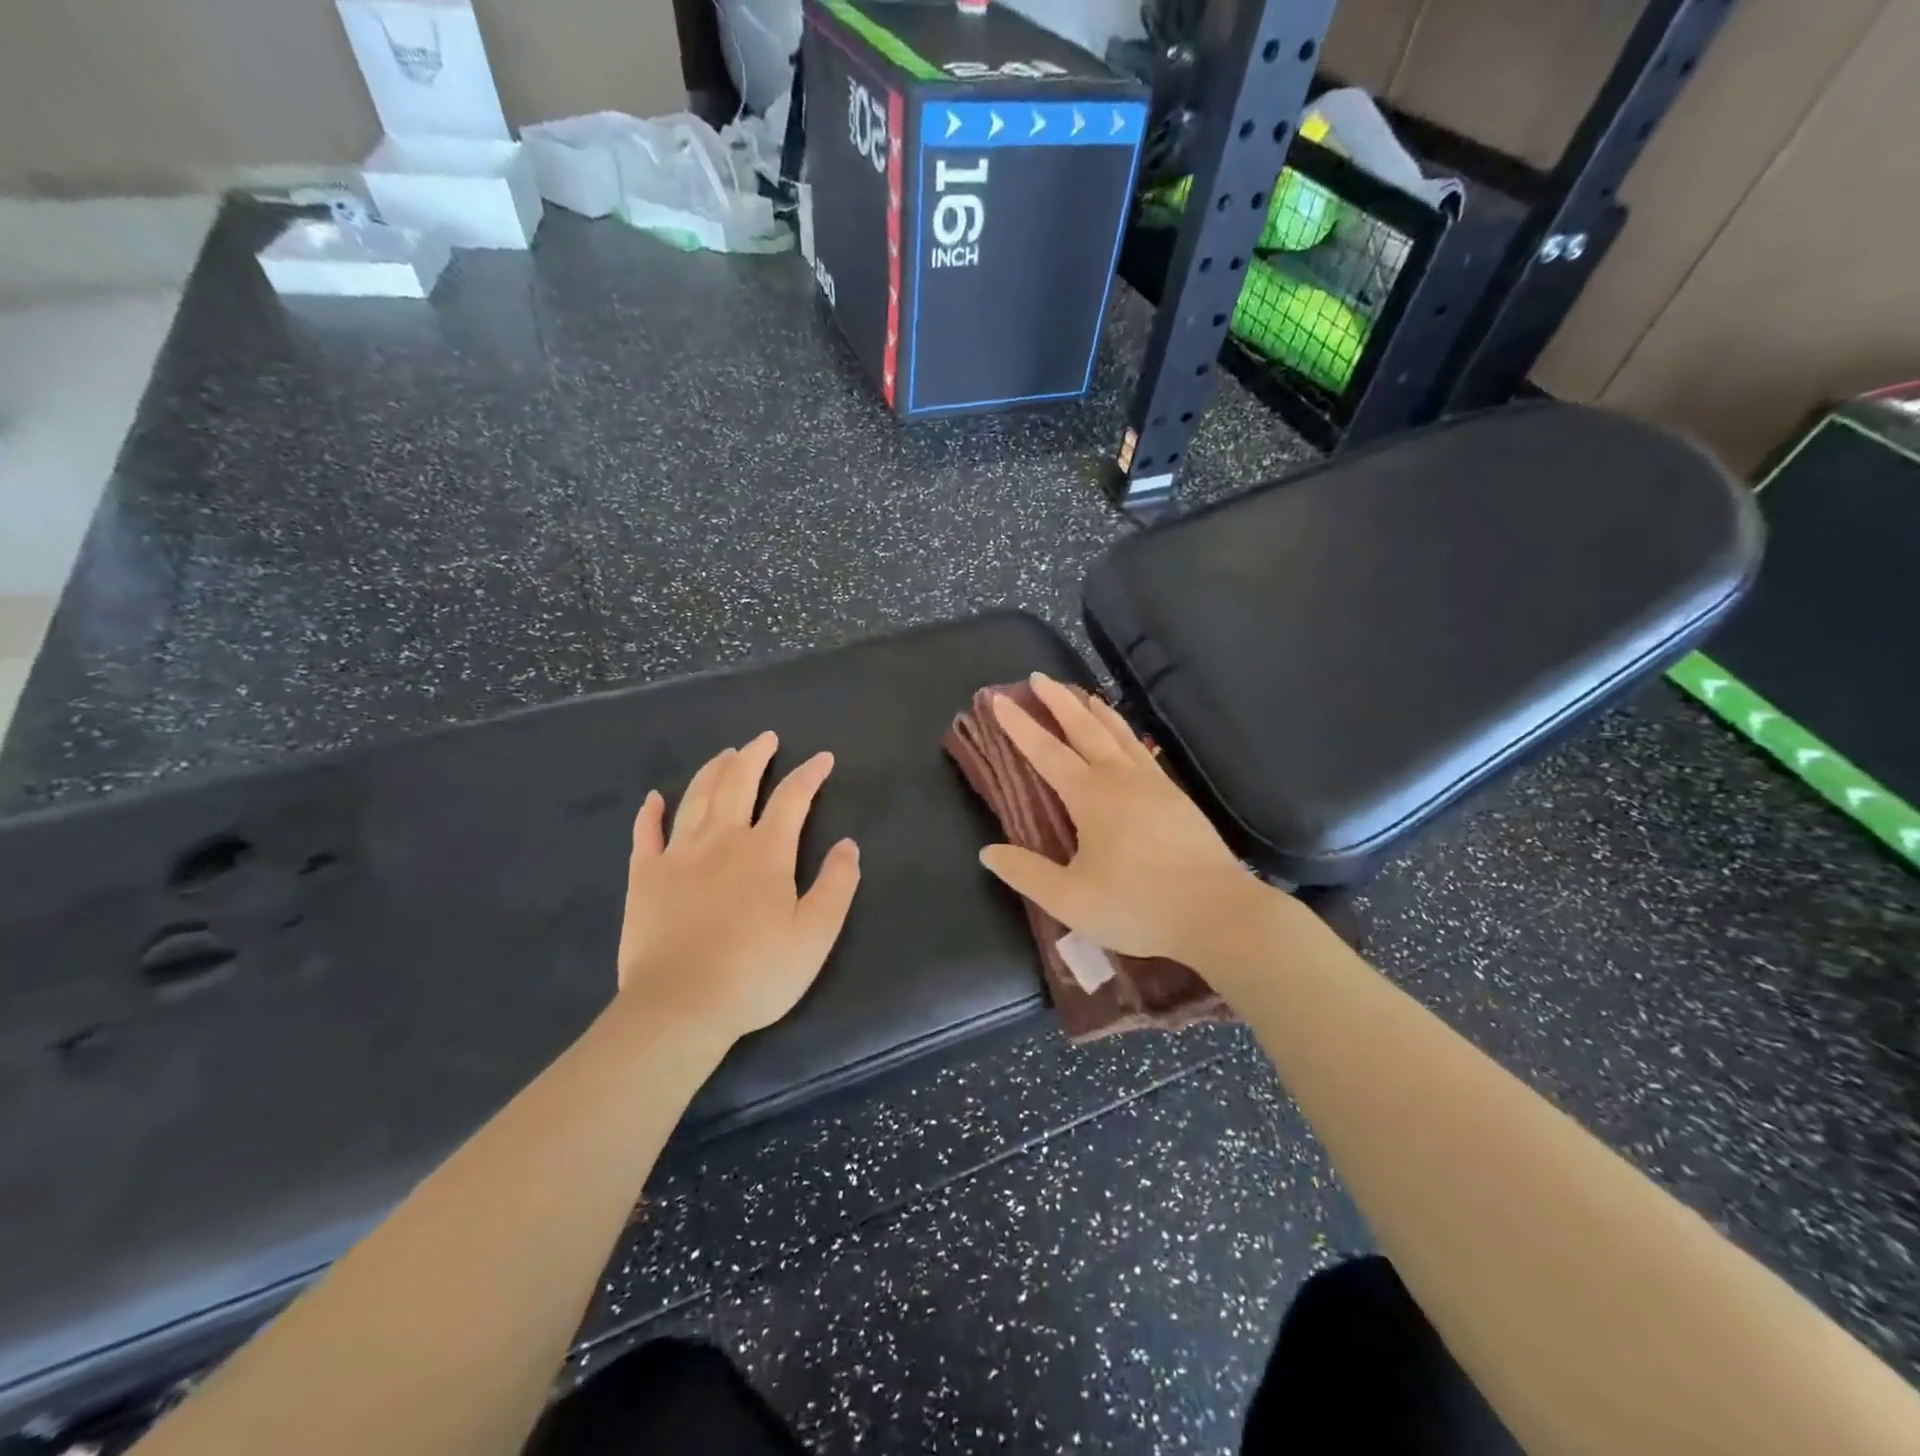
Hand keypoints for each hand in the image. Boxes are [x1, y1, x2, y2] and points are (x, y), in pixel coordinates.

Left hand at [617, 732, 860, 1044]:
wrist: (679, 1006)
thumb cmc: (756, 973)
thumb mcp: (815, 934)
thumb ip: (836, 885)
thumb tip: (847, 845)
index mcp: (766, 851)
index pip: (793, 798)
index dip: (810, 774)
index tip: (823, 759)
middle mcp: (722, 839)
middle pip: (739, 783)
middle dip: (755, 756)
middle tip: (766, 739)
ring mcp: (678, 855)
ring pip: (696, 797)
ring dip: (713, 771)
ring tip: (725, 755)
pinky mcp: (645, 877)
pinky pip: (646, 833)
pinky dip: (651, 812)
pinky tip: (654, 798)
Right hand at [980, 673, 1258, 964]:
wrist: (1217, 912)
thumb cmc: (1138, 906)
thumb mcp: (1071, 900)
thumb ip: (1027, 873)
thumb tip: (988, 852)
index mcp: (1091, 796)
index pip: (1045, 751)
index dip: (1019, 725)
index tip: (998, 699)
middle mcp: (1120, 778)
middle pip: (1084, 728)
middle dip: (1058, 701)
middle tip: (1038, 677)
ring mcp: (1153, 783)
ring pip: (1118, 733)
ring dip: (1095, 710)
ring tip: (1080, 694)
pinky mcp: (1176, 796)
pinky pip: (1141, 750)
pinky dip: (1124, 732)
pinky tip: (1125, 739)